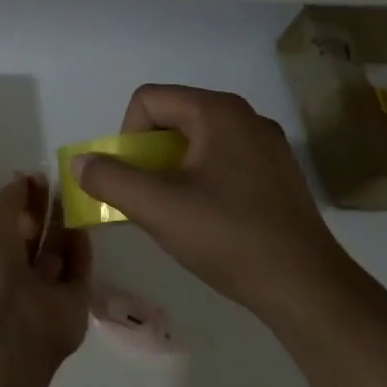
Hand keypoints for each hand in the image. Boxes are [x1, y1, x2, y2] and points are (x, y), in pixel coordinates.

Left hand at [0, 174, 92, 379]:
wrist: (6, 329)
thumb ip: (8, 198)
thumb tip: (22, 178)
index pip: (5, 218)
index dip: (20, 196)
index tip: (38, 175)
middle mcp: (12, 270)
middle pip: (32, 234)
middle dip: (45, 209)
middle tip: (64, 182)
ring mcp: (43, 288)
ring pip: (57, 251)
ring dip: (65, 225)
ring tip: (80, 196)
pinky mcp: (72, 303)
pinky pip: (79, 271)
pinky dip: (82, 250)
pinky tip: (86, 225)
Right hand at [71, 85, 353, 312]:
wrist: (306, 286)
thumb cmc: (228, 237)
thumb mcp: (156, 207)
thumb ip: (109, 179)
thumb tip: (80, 162)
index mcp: (217, 112)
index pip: (147, 100)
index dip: (127, 137)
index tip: (136, 179)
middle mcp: (245, 116)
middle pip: (171, 117)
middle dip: (148, 155)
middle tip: (150, 197)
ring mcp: (266, 144)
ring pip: (196, 140)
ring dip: (172, 169)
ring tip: (177, 211)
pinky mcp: (277, 172)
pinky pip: (222, 159)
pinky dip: (201, 179)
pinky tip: (208, 218)